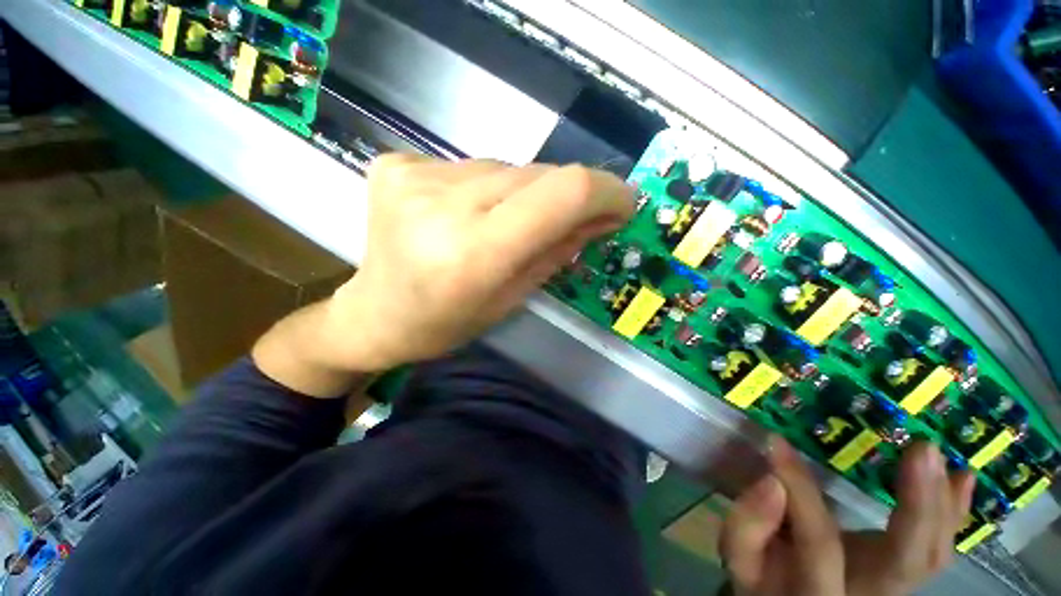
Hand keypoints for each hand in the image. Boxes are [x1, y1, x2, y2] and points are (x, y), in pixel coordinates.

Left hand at [325, 155, 633, 371]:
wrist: (375, 313)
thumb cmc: (446, 323)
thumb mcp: (512, 299)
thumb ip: (558, 251)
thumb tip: (604, 216)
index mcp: (474, 253)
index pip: (561, 194)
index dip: (604, 191)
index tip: (623, 202)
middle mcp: (442, 205)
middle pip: (537, 174)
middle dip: (567, 196)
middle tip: (572, 221)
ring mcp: (413, 176)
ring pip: (506, 167)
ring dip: (525, 194)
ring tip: (508, 225)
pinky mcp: (397, 164)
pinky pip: (471, 166)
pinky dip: (487, 188)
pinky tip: (469, 214)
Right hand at [720, 437, 974, 595]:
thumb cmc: (764, 574)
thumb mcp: (741, 557)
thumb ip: (747, 526)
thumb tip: (773, 482)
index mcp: (819, 592)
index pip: (818, 541)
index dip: (799, 489)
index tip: (777, 442)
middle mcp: (870, 594)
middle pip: (906, 561)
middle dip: (919, 506)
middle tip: (921, 450)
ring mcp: (895, 586)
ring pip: (934, 555)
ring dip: (942, 504)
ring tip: (936, 455)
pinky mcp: (906, 571)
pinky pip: (940, 548)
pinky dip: (953, 512)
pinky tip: (962, 478)